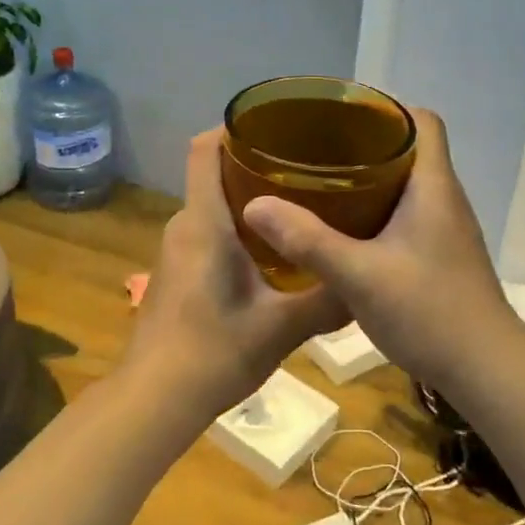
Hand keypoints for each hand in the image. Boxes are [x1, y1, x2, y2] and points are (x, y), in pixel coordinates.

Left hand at [121, 129, 348, 421]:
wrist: (155, 399)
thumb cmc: (215, 352)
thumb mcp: (282, 327)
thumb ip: (327, 301)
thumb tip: (368, 283)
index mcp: (205, 222)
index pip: (204, 149)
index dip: (233, 126)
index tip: (276, 125)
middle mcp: (184, 226)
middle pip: (214, 174)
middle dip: (257, 165)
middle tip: (309, 170)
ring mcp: (175, 250)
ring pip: (213, 207)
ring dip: (250, 201)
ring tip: (300, 207)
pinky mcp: (176, 273)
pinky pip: (208, 232)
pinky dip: (238, 229)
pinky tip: (273, 253)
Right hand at [241, 109, 524, 391]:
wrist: (485, 370)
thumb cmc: (429, 312)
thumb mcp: (359, 275)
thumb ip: (307, 240)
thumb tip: (254, 205)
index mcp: (433, 186)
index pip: (422, 120)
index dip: (386, 108)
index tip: (340, 114)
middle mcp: (444, 199)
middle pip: (409, 149)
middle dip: (364, 143)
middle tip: (316, 149)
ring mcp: (445, 230)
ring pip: (406, 185)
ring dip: (369, 179)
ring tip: (321, 183)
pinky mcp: (440, 256)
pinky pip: (406, 215)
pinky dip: (375, 211)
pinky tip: (343, 231)